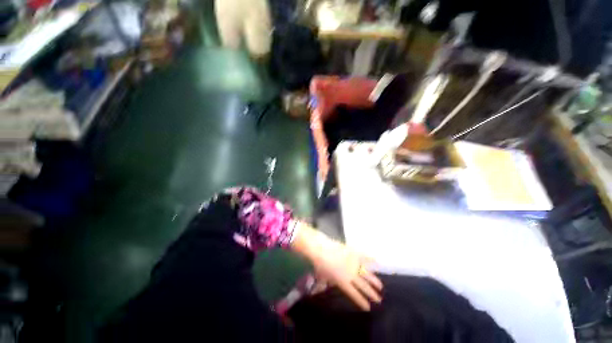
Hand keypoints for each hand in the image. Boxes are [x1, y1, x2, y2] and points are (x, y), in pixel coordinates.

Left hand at [291, 222, 382, 310]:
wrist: (321, 249)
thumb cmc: (320, 264)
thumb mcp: (322, 277)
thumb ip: (324, 284)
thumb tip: (321, 289)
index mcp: (344, 283)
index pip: (355, 295)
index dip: (362, 301)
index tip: (368, 307)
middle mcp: (351, 275)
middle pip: (364, 287)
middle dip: (372, 294)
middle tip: (379, 299)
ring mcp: (354, 263)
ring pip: (367, 274)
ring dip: (374, 281)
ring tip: (380, 287)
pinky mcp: (353, 252)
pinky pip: (364, 256)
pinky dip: (370, 258)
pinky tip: (376, 261)